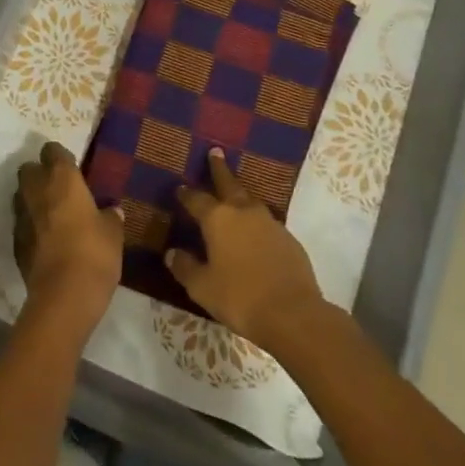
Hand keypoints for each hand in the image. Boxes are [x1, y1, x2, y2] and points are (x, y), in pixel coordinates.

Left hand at [13, 143, 123, 340]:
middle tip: (58, 189)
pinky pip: (21, 224)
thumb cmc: (94, 253)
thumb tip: (112, 211)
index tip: (72, 167)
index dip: (60, 157)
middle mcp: (37, 190)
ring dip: (31, 199)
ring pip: (21, 196)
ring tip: (50, 214)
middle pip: (28, 169)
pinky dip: (30, 226)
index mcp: (62, 179)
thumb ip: (111, 217)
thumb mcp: (113, 233)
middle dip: (39, 174)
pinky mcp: (15, 243)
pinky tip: (44, 240)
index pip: (52, 151)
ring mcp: (22, 217)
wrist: (63, 297)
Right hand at [170, 149, 325, 353]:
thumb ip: (185, 268)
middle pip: (229, 183)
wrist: (292, 313)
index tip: (180, 188)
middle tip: (215, 152)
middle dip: (219, 168)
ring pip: (250, 201)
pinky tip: (256, 233)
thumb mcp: (202, 287)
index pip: (197, 199)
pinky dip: (257, 222)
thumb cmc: (240, 298)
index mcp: (218, 219)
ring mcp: (270, 222)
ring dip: (240, 195)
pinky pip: (267, 223)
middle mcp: (243, 212)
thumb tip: (172, 253)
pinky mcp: (289, 238)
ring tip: (235, 194)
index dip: (187, 194)